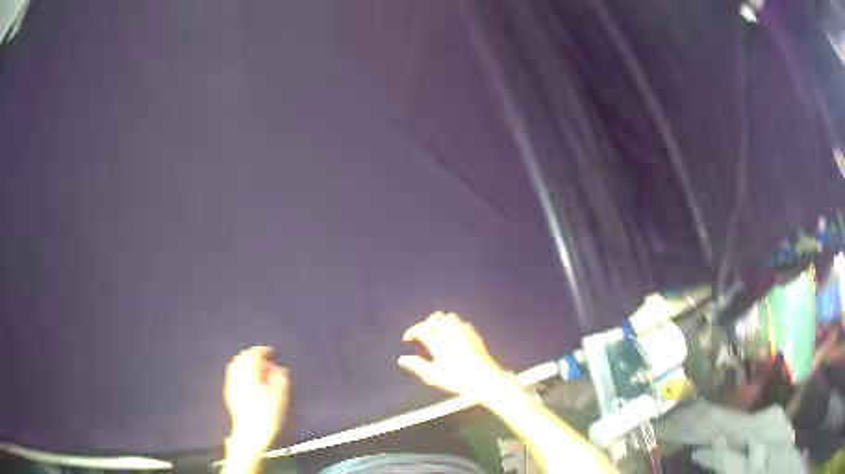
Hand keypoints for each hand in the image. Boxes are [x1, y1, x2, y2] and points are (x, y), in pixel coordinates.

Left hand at [224, 346, 288, 458]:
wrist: (251, 434)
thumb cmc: (266, 416)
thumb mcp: (279, 398)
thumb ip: (279, 379)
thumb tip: (279, 369)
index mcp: (248, 375)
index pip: (252, 355)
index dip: (262, 351)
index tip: (271, 351)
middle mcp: (237, 377)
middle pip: (242, 358)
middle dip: (253, 356)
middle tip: (265, 358)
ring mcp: (231, 385)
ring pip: (235, 366)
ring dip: (245, 362)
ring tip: (257, 367)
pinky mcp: (230, 394)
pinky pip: (233, 375)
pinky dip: (240, 371)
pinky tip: (248, 379)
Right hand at [398, 312, 505, 400]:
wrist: (484, 378)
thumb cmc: (456, 379)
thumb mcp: (432, 375)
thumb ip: (416, 365)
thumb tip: (401, 359)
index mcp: (437, 340)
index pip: (420, 329)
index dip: (411, 332)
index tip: (407, 339)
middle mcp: (450, 330)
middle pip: (435, 317)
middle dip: (426, 323)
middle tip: (422, 334)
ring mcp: (464, 330)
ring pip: (449, 317)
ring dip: (440, 322)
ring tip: (436, 333)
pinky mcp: (474, 333)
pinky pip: (460, 322)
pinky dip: (453, 325)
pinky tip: (453, 336)